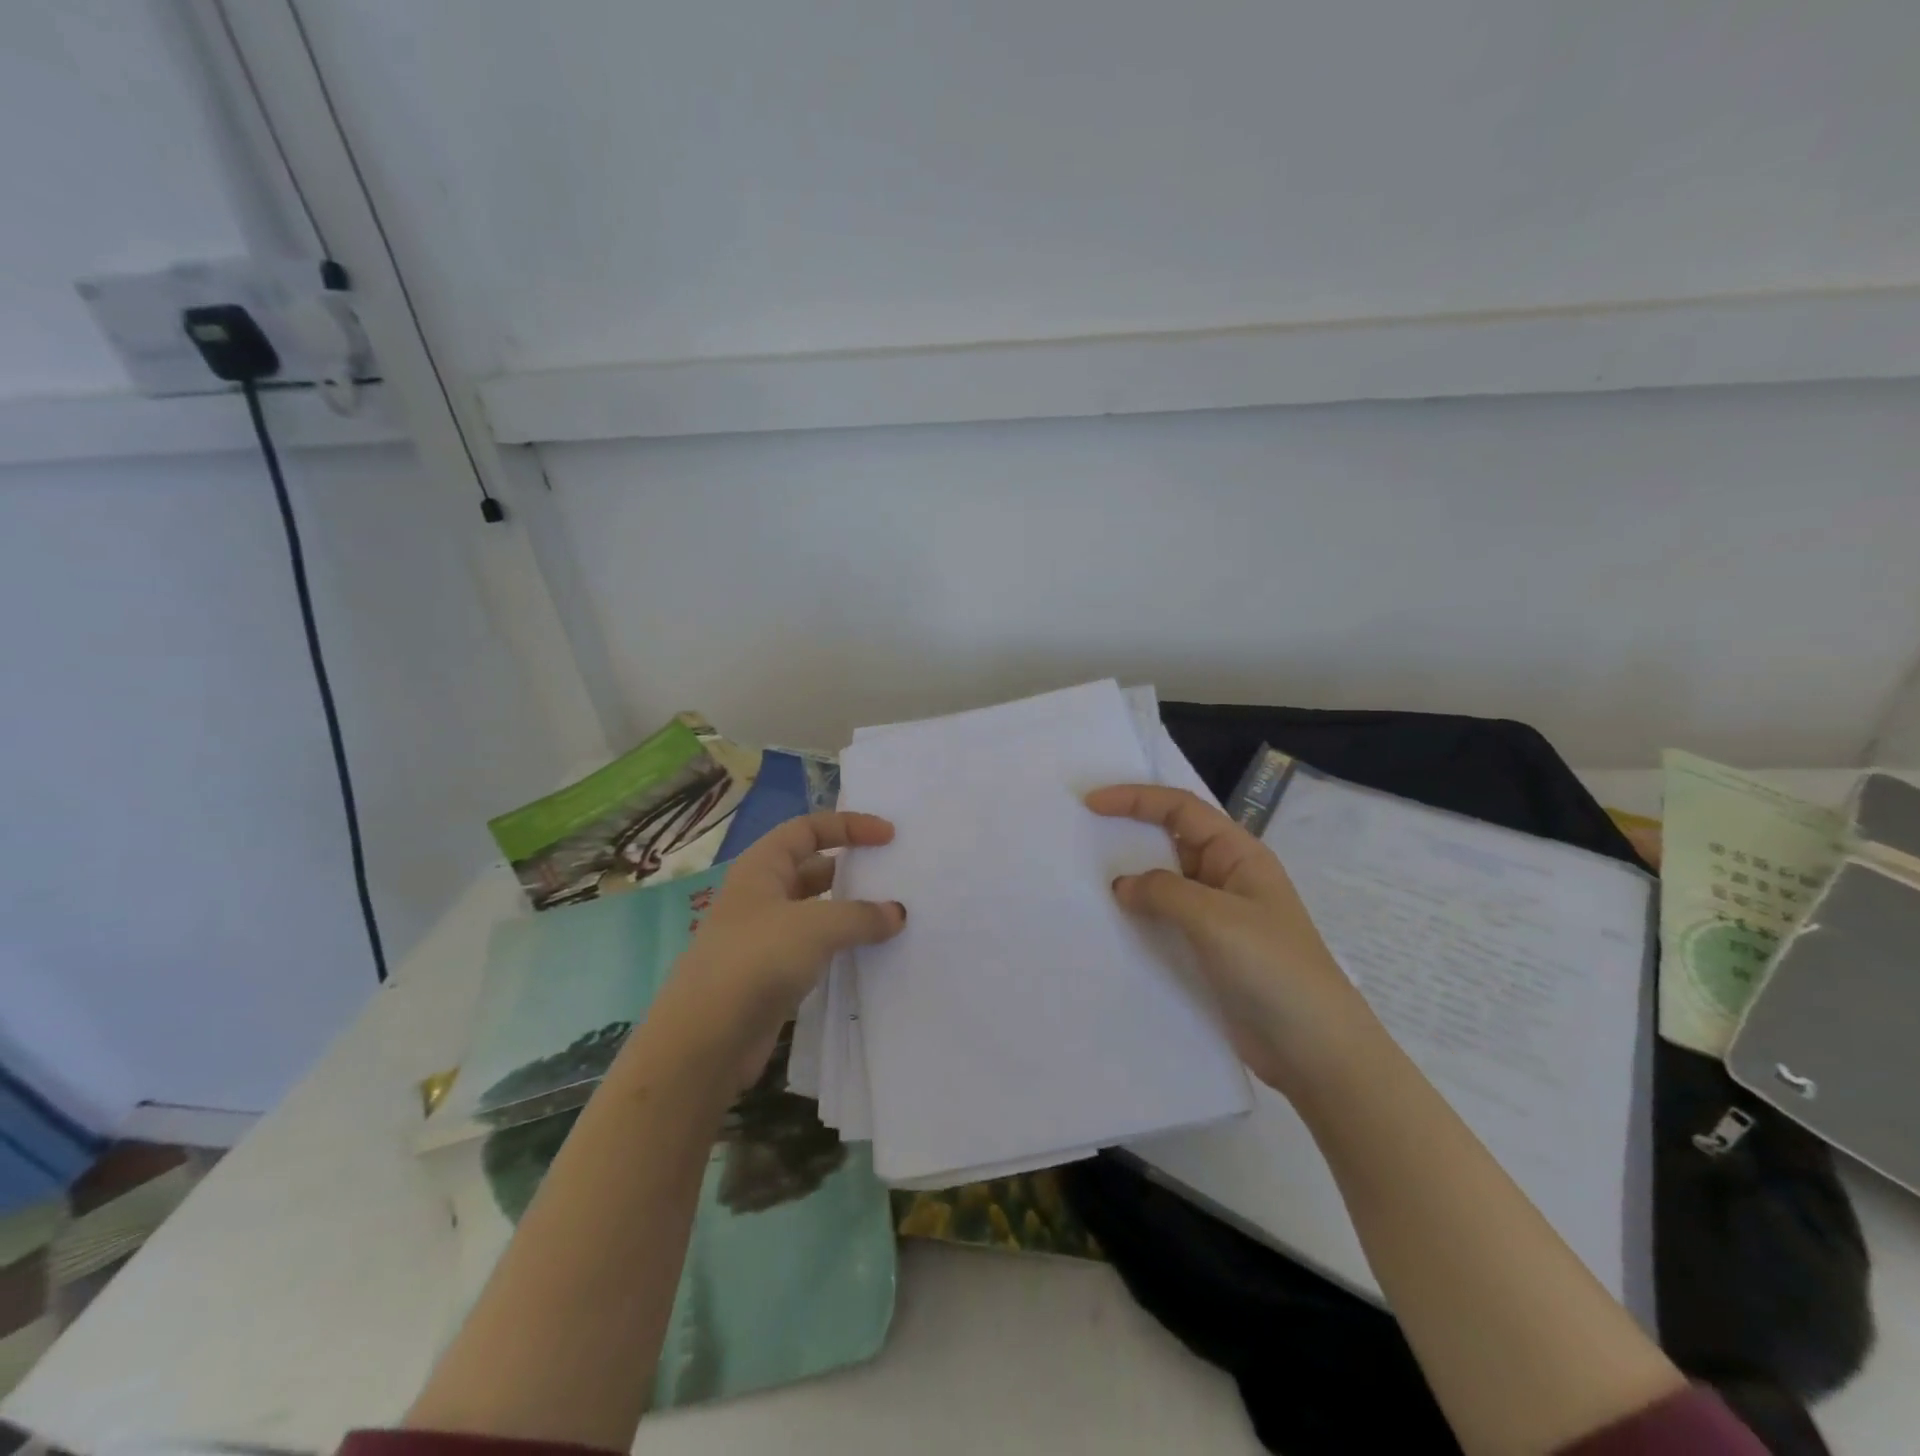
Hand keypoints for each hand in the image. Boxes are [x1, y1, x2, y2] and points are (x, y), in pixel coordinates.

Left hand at [647, 811, 906, 1088]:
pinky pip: (816, 948)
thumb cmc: (756, 960)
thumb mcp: (815, 926)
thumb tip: (897, 913)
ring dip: (851, 911)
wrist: (706, 1040)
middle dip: (853, 869)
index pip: (808, 829)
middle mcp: (762, 894)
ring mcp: (766, 936)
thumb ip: (861, 915)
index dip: (849, 826)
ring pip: (817, 911)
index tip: (889, 836)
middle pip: (814, 867)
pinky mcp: (773, 974)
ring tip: (893, 916)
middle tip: (896, 876)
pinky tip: (871, 954)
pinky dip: (843, 946)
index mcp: (762, 867)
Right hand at [1086, 784, 1378, 1095]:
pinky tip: (1110, 924)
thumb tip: (1122, 886)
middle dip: (1129, 834)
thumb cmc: (1272, 967)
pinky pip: (1165, 920)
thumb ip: (1163, 892)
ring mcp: (1216, 916)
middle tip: (1081, 836)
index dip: (1136, 799)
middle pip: (1171, 840)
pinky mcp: (1207, 951)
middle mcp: (1226, 877)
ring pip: (1164, 883)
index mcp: (1238, 854)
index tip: (1092, 803)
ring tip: (1085, 880)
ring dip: (1130, 879)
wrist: (1313, 1048)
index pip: (1181, 809)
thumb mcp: (1215, 918)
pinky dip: (1138, 916)